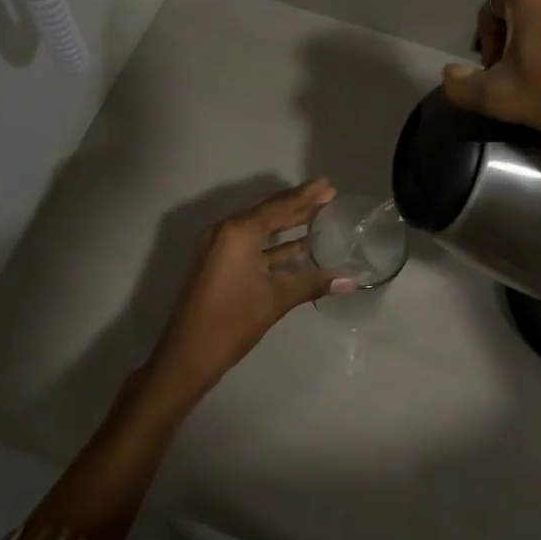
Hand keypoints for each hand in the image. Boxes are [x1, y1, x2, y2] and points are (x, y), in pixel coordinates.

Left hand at [148, 179, 354, 397]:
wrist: (189, 354)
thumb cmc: (233, 320)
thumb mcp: (276, 299)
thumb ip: (313, 283)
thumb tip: (351, 280)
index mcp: (239, 231)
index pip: (279, 206)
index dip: (306, 196)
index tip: (329, 185)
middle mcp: (226, 230)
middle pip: (268, 211)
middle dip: (297, 205)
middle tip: (327, 196)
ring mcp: (220, 246)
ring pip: (259, 227)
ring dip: (287, 223)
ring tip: (317, 216)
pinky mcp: (219, 262)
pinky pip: (251, 242)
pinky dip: (274, 243)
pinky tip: (298, 247)